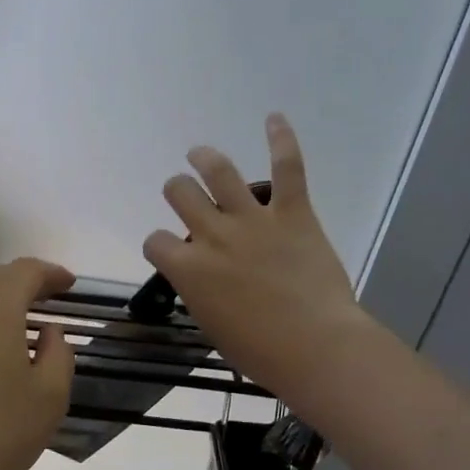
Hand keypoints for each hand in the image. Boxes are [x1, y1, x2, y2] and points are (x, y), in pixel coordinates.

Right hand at [143, 114, 370, 417]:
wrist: (315, 346)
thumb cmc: (259, 351)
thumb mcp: (213, 326)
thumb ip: (201, 293)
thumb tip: (205, 282)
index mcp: (188, 269)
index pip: (155, 241)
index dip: (159, 244)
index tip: (169, 251)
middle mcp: (213, 234)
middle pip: (180, 192)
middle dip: (177, 190)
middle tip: (185, 194)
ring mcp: (253, 220)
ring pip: (218, 170)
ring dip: (205, 158)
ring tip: (200, 155)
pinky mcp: (293, 213)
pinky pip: (287, 167)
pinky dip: (281, 139)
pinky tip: (274, 118)